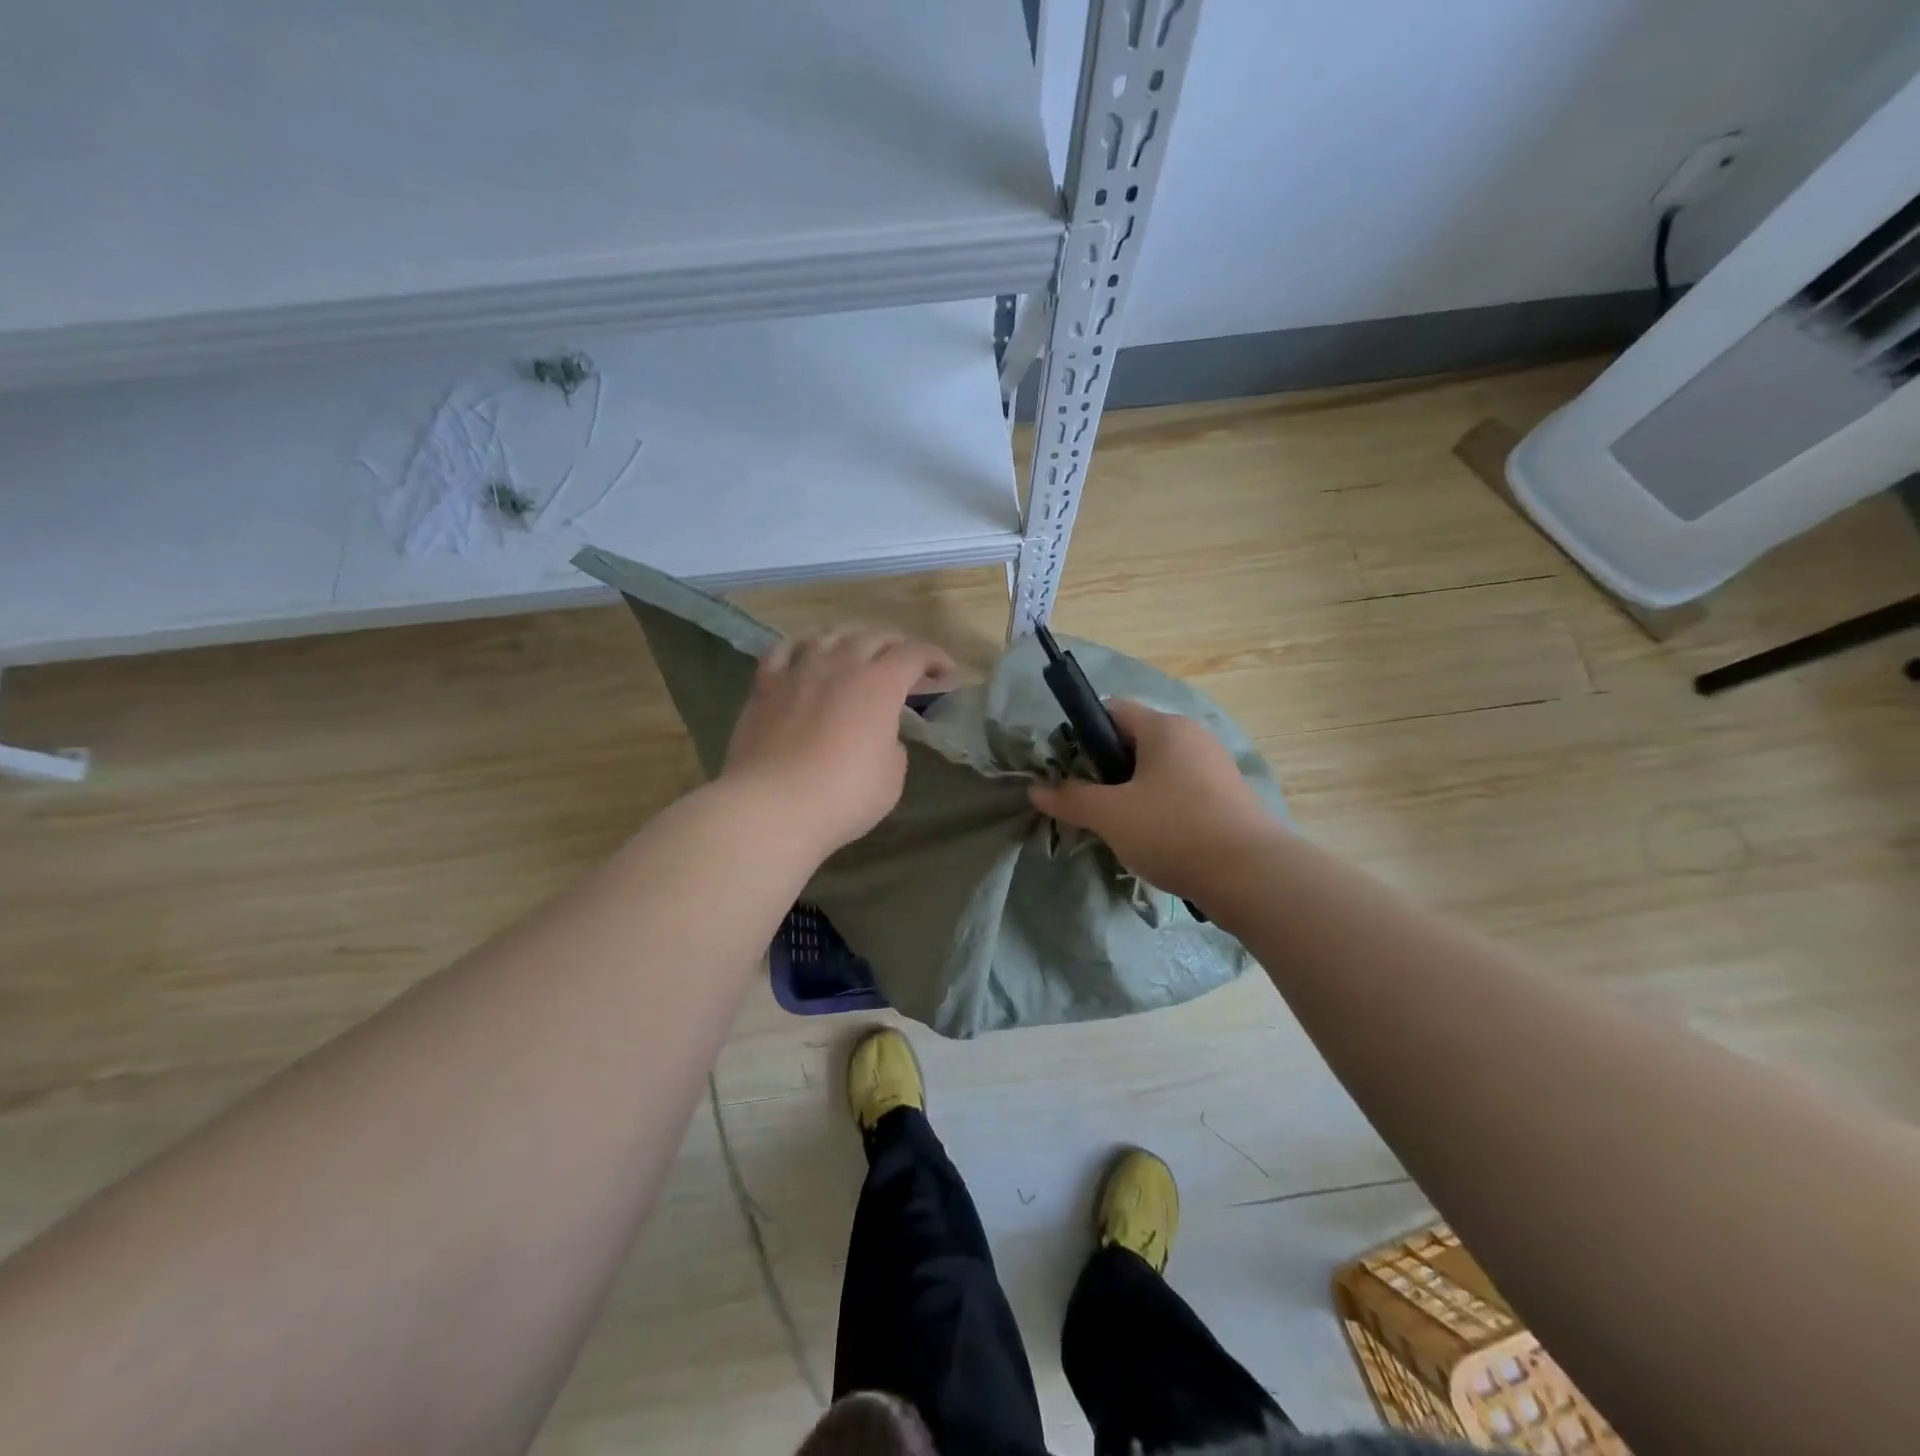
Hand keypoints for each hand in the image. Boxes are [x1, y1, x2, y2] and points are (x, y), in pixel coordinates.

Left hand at [722, 628, 956, 856]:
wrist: (772, 806)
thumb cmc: (843, 796)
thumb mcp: (891, 777)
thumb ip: (892, 746)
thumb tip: (878, 736)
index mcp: (879, 684)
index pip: (914, 654)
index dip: (934, 657)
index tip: (945, 672)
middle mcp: (840, 665)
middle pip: (873, 637)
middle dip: (896, 646)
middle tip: (905, 665)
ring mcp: (799, 671)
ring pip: (828, 636)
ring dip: (851, 639)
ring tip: (857, 652)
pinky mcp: (764, 686)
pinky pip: (783, 651)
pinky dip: (802, 647)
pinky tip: (805, 655)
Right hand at [1028, 699, 1277, 901]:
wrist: (1251, 876)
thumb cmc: (1173, 830)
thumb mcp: (1110, 815)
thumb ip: (1070, 799)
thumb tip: (1036, 790)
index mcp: (1165, 728)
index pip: (1113, 710)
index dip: (1083, 733)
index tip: (1068, 768)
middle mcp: (1193, 737)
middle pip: (1135, 741)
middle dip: (1106, 769)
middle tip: (1088, 803)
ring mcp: (1215, 768)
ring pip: (1158, 770)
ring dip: (1132, 793)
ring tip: (1116, 826)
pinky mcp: (1228, 799)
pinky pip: (1181, 792)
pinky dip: (1160, 809)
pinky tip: (1152, 840)